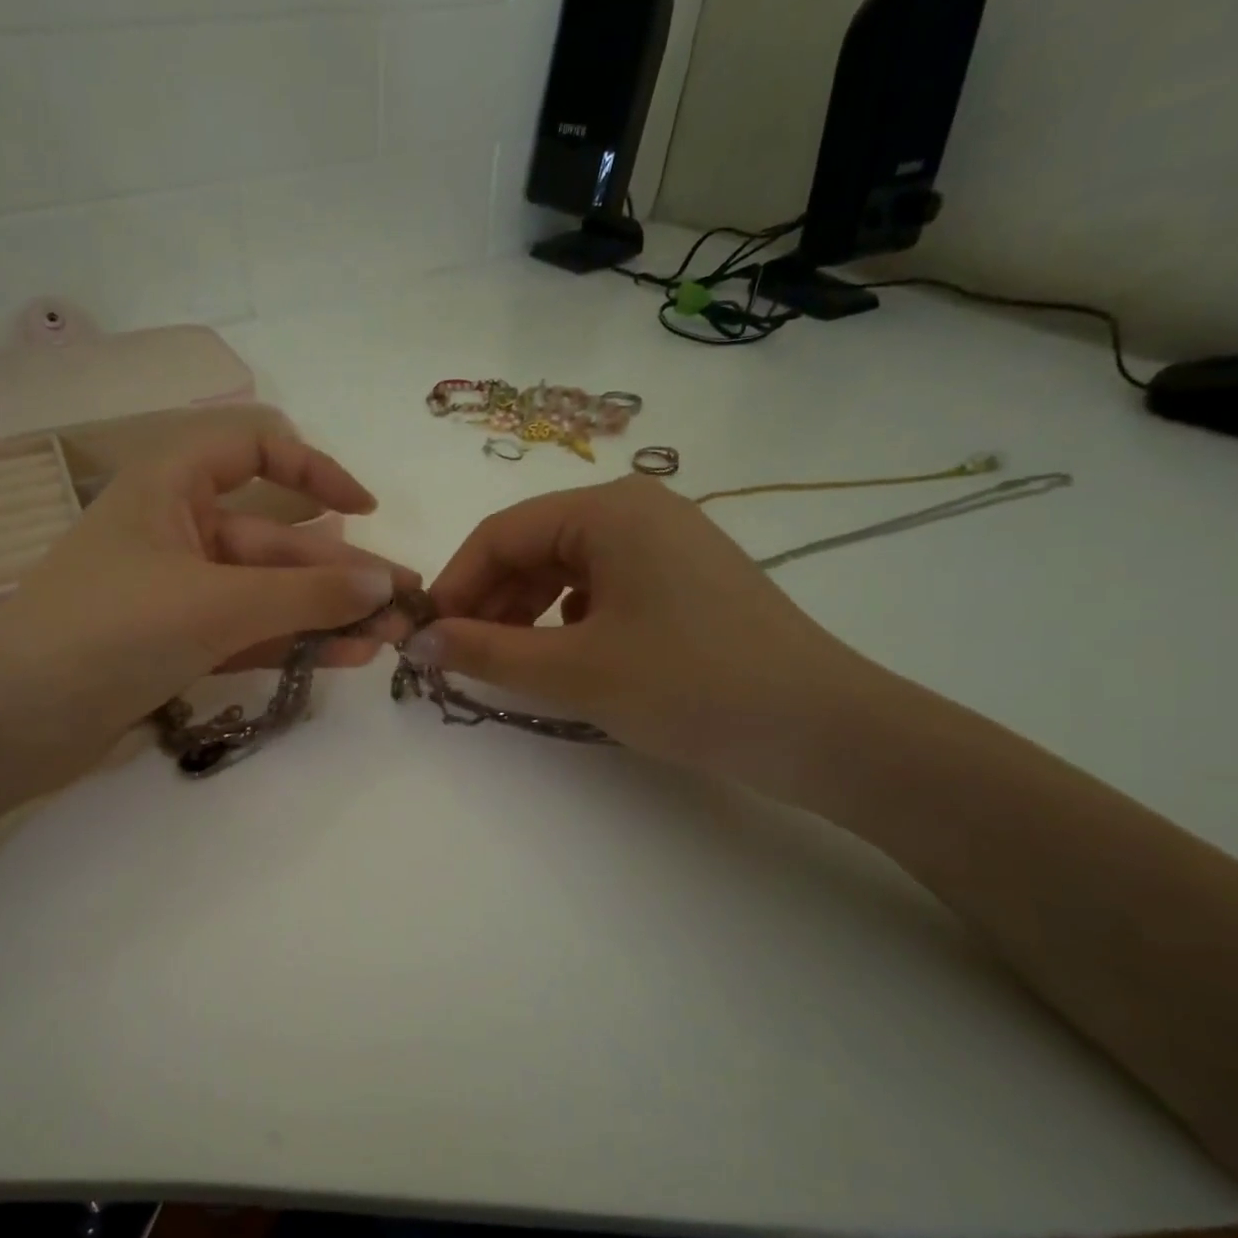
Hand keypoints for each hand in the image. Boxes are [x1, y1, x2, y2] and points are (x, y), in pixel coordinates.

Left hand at [0, 427, 419, 790]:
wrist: (10, 722)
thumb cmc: (109, 631)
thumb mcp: (217, 603)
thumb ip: (306, 595)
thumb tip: (386, 586)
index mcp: (170, 485)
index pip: (254, 448)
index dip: (315, 471)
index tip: (364, 511)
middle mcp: (176, 530)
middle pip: (274, 541)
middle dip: (339, 573)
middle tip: (404, 606)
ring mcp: (177, 592)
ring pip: (266, 593)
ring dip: (325, 614)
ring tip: (389, 639)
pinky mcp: (176, 644)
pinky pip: (248, 632)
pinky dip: (292, 642)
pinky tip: (345, 657)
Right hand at [414, 476, 881, 795]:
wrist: (821, 729)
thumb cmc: (688, 686)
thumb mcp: (573, 670)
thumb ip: (485, 651)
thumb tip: (416, 642)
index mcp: (609, 509)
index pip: (501, 534)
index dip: (455, 585)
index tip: (426, 637)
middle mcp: (638, 508)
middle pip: (533, 546)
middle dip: (490, 600)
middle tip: (462, 656)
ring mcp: (667, 541)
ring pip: (566, 567)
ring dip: (525, 611)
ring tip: (509, 660)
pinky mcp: (685, 578)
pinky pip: (603, 586)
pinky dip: (568, 617)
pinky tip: (568, 653)